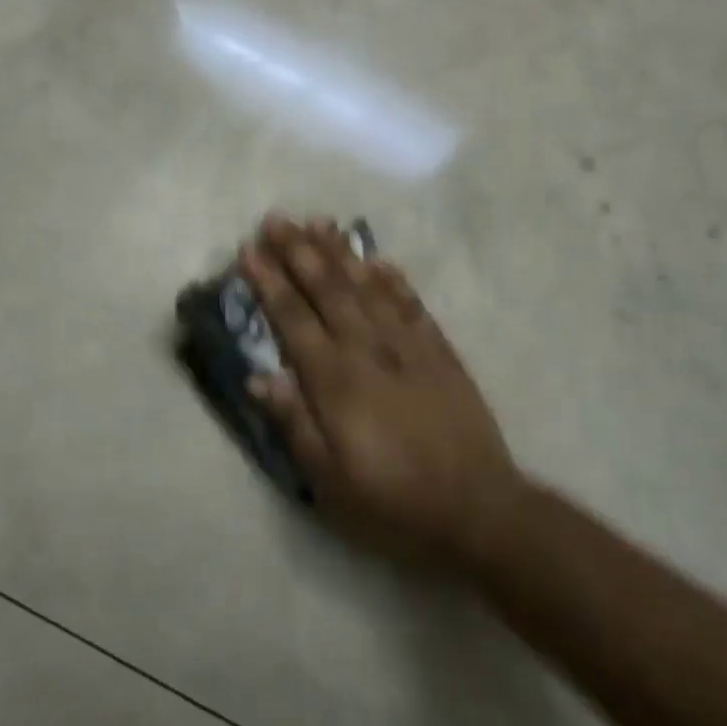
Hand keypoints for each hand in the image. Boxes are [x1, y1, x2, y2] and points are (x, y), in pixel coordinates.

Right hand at [238, 216, 523, 570]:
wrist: (477, 508)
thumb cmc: (393, 502)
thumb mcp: (330, 482)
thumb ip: (295, 424)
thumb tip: (258, 377)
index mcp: (336, 381)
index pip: (293, 319)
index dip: (269, 282)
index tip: (249, 249)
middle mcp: (369, 350)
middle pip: (328, 289)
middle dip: (299, 251)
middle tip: (276, 218)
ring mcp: (408, 346)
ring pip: (367, 286)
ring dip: (340, 252)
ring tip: (319, 222)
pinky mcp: (439, 351)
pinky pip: (410, 303)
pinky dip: (392, 279)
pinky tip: (379, 259)